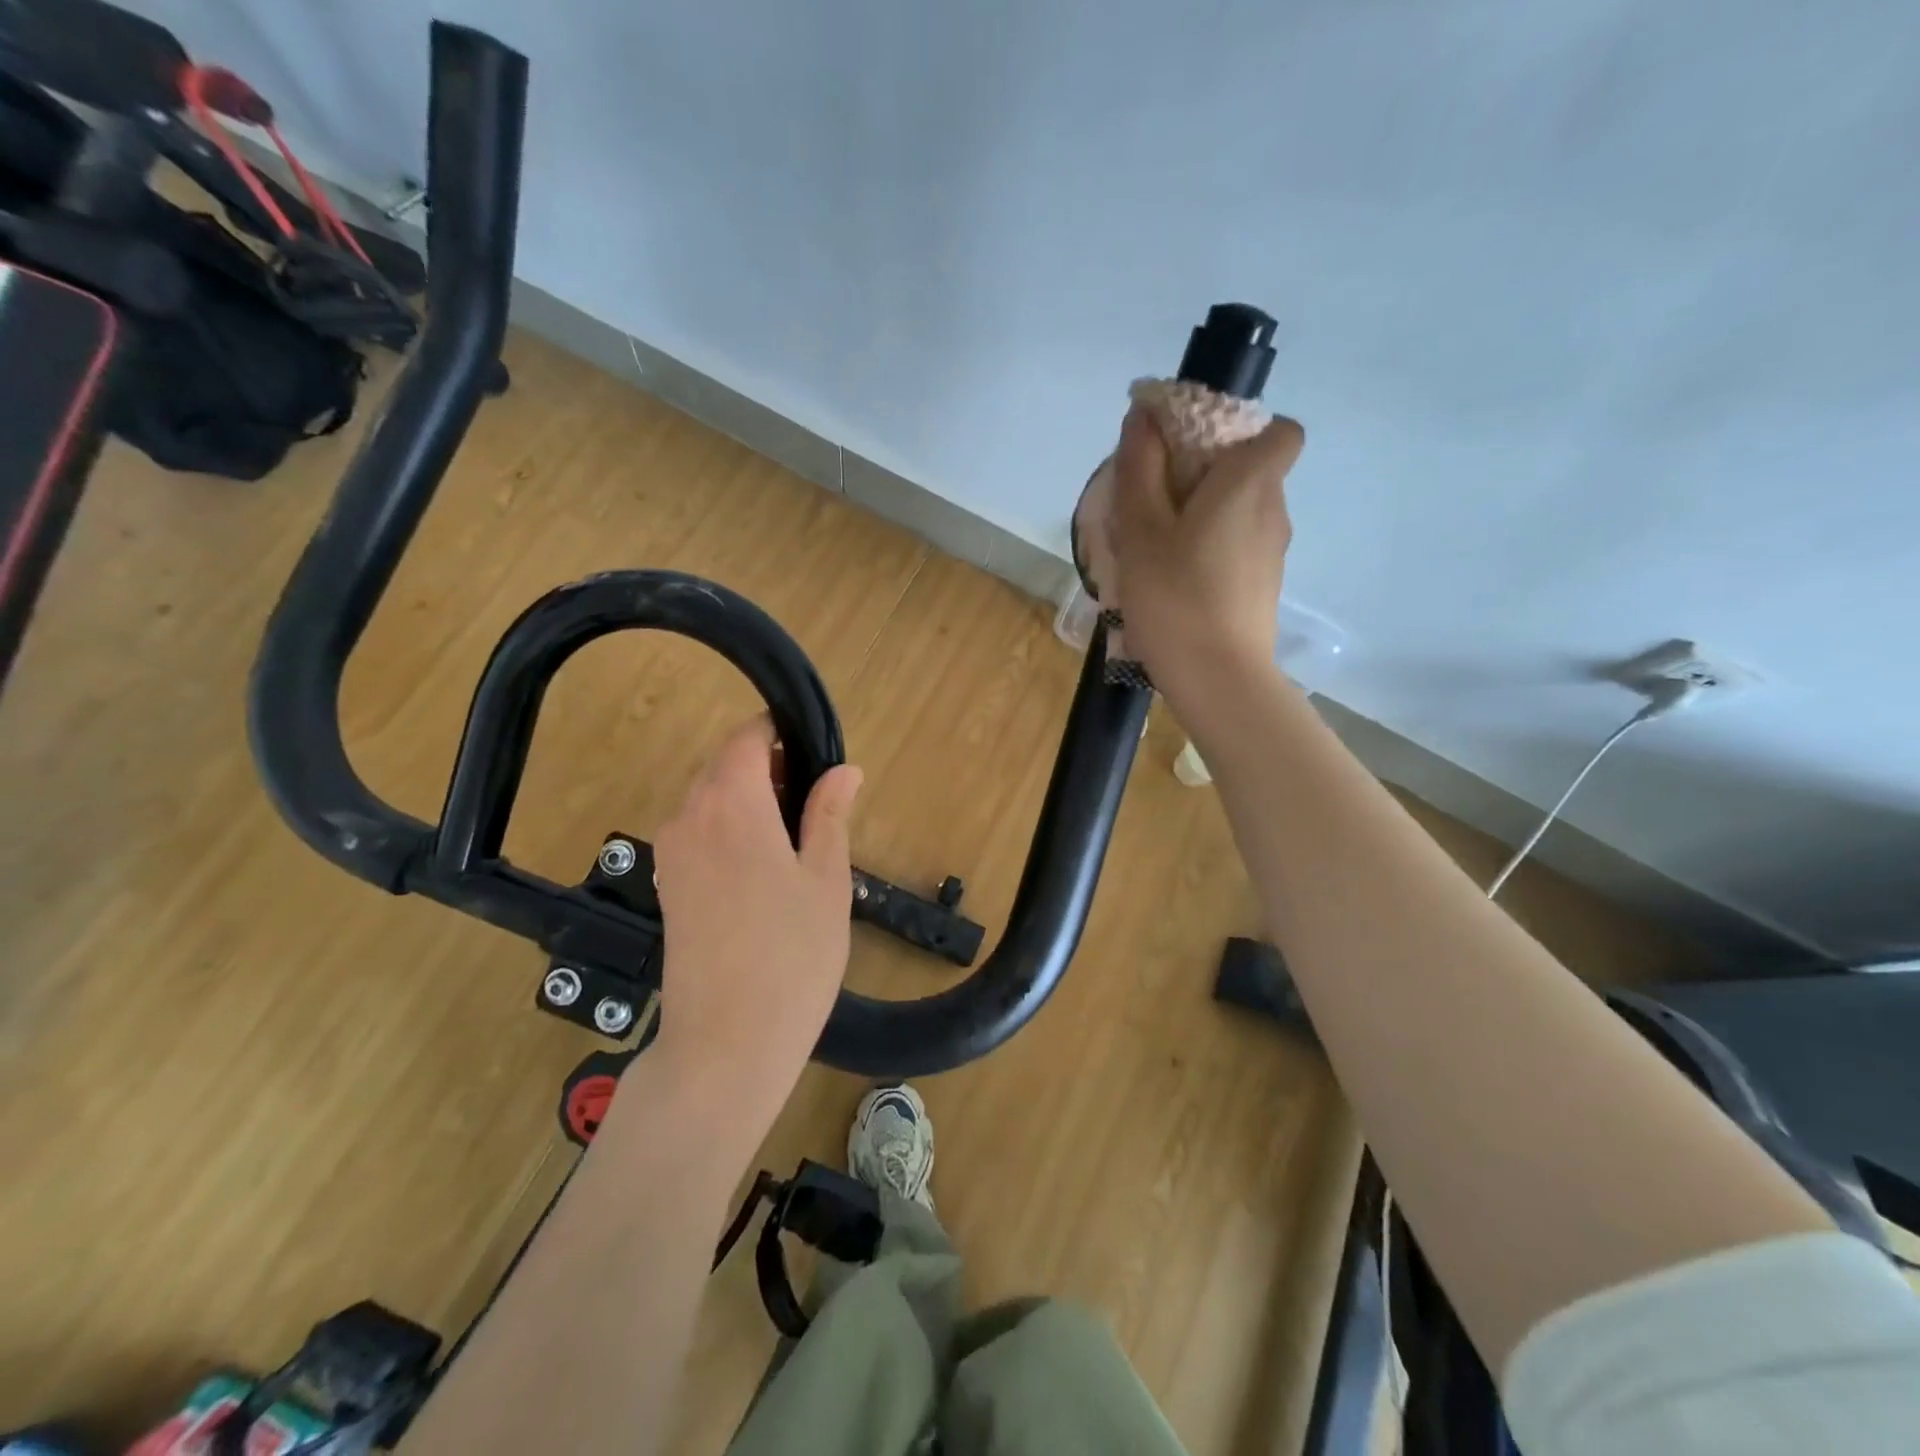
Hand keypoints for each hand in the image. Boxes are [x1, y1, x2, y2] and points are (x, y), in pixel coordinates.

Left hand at [649, 719, 862, 1123]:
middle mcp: (690, 816)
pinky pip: (699, 833)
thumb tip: (844, 769)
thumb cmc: (792, 957)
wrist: (725, 1045)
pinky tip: (764, 876)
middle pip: (726, 766)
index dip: (780, 735)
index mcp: (732, 803)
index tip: (816, 758)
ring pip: (711, 799)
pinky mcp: (667, 885)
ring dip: (751, 803)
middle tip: (817, 811)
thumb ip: (830, 814)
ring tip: (796, 848)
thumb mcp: (827, 880)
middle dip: (770, 771)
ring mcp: (671, 853)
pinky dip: (731, 831)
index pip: (747, 737)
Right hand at [1110, 406, 1305, 705]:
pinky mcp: (1263, 588)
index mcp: (1250, 484)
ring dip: (1205, 516)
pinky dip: (1212, 550)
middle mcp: (1274, 511)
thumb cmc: (1176, 597)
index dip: (1244, 429)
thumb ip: (1139, 470)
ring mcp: (1273, 554)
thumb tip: (1143, 418)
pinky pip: (1239, 548)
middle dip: (1208, 474)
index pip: (1281, 430)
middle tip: (1155, 501)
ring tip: (1157, 547)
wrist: (1218, 679)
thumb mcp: (1141, 531)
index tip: (1195, 450)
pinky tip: (1175, 581)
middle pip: (1253, 471)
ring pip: (1243, 514)